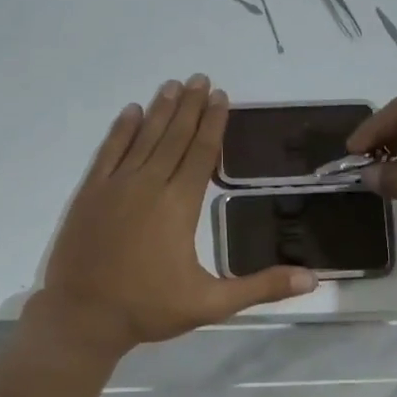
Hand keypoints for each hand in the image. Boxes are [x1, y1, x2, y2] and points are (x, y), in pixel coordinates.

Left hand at [35, 77, 316, 359]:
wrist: (83, 316)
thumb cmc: (149, 309)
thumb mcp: (211, 304)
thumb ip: (261, 288)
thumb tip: (312, 278)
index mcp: (179, 207)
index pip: (201, 154)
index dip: (213, 124)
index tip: (221, 97)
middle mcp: (148, 186)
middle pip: (174, 138)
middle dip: (190, 107)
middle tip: (201, 79)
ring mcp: (114, 187)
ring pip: (143, 138)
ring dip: (160, 111)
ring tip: (173, 85)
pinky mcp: (89, 194)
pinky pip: (108, 152)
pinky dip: (121, 131)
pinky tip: (131, 112)